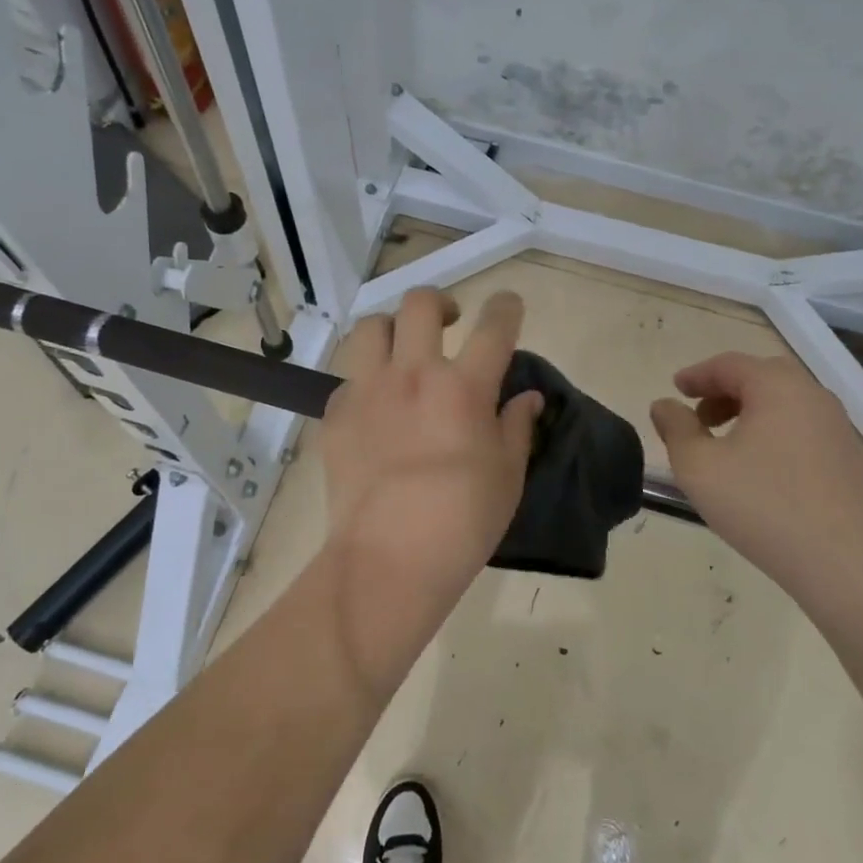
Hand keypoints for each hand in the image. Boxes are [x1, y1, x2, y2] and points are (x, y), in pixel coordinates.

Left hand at [317, 288, 544, 676]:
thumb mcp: (508, 476)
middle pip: (420, 304)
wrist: (389, 559)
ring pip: (371, 328)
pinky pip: (348, 378)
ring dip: (391, 330)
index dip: (505, 307)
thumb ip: (517, 427)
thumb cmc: (463, 522)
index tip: (508, 305)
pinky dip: (365, 381)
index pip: (494, 326)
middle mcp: (413, 374)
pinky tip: (374, 407)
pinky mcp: (335, 415)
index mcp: (464, 387)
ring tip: (401, 352)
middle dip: (439, 302)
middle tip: (448, 323)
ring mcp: (367, 391)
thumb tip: (527, 398)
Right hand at [650, 352, 862, 590]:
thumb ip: (676, 429)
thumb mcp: (699, 467)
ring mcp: (839, 428)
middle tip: (700, 416)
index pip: (729, 364)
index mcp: (777, 387)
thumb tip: (664, 405)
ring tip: (726, 446)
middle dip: (725, 391)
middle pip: (762, 378)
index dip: (697, 375)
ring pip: (787, 405)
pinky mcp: (852, 460)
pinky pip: (805, 431)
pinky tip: (762, 471)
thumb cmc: (762, 505)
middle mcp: (813, 396)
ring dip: (751, 413)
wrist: (845, 561)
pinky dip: (776, 435)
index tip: (676, 389)